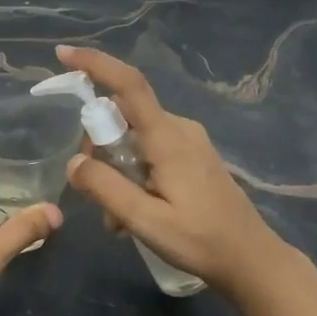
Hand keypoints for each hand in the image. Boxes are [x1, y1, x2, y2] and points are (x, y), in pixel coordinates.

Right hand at [54, 44, 292, 294]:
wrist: (252, 260)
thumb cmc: (201, 240)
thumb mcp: (145, 221)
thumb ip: (106, 188)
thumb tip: (73, 162)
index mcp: (168, 138)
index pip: (129, 85)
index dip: (96, 64)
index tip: (64, 55)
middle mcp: (178, 129)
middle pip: (121, 117)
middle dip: (98, 149)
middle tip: (94, 194)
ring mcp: (187, 142)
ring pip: (132, 138)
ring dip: (115, 170)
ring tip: (117, 219)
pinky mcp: (191, 156)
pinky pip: (147, 152)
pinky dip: (131, 175)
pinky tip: (133, 214)